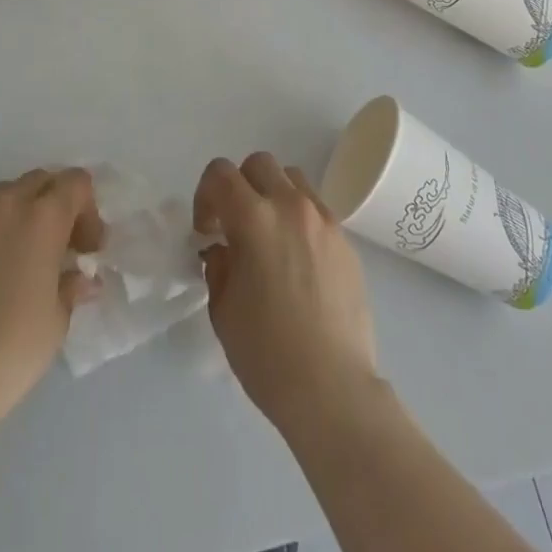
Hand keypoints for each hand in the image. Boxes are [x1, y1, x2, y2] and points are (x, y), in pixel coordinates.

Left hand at [0, 168, 104, 431]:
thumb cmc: (12, 350)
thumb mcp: (57, 319)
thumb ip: (71, 284)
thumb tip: (81, 277)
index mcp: (43, 217)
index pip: (76, 182)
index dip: (87, 210)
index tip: (84, 249)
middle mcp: (4, 202)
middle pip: (40, 181)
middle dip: (54, 206)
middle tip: (54, 249)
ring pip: (2, 194)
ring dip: (16, 214)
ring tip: (12, 257)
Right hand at [194, 154, 379, 436]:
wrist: (332, 388)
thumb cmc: (267, 353)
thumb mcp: (223, 308)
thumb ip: (218, 265)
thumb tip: (222, 248)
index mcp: (254, 219)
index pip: (221, 173)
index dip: (205, 195)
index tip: (206, 231)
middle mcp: (291, 207)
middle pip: (259, 164)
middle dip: (239, 186)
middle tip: (234, 225)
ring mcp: (324, 221)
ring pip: (292, 179)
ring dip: (272, 195)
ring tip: (268, 235)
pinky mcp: (346, 241)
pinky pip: (316, 208)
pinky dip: (298, 216)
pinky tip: (296, 258)